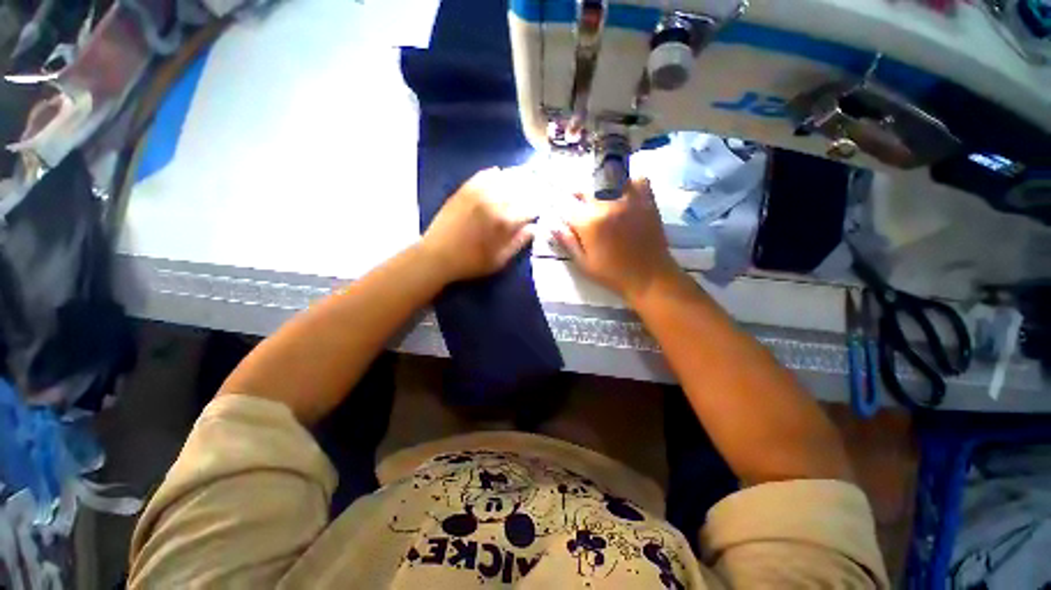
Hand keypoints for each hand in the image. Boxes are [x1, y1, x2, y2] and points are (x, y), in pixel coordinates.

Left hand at [421, 168, 534, 282]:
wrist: (437, 256)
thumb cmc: (471, 262)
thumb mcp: (499, 260)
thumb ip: (518, 242)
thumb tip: (534, 228)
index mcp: (504, 221)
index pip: (530, 208)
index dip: (538, 209)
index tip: (539, 211)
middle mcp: (494, 201)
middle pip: (521, 189)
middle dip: (532, 190)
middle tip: (537, 191)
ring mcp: (478, 192)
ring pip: (505, 178)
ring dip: (517, 178)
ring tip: (524, 179)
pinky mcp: (465, 189)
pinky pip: (485, 174)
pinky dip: (496, 174)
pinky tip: (500, 175)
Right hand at [554, 179, 679, 299]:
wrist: (649, 277)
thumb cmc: (612, 274)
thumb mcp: (584, 263)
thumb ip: (567, 242)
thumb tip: (552, 225)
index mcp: (589, 222)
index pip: (567, 206)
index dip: (564, 211)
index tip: (566, 218)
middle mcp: (607, 204)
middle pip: (586, 190)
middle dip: (579, 198)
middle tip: (584, 213)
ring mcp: (629, 199)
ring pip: (609, 180)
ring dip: (602, 188)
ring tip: (602, 203)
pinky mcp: (647, 200)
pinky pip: (637, 180)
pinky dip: (629, 183)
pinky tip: (625, 196)